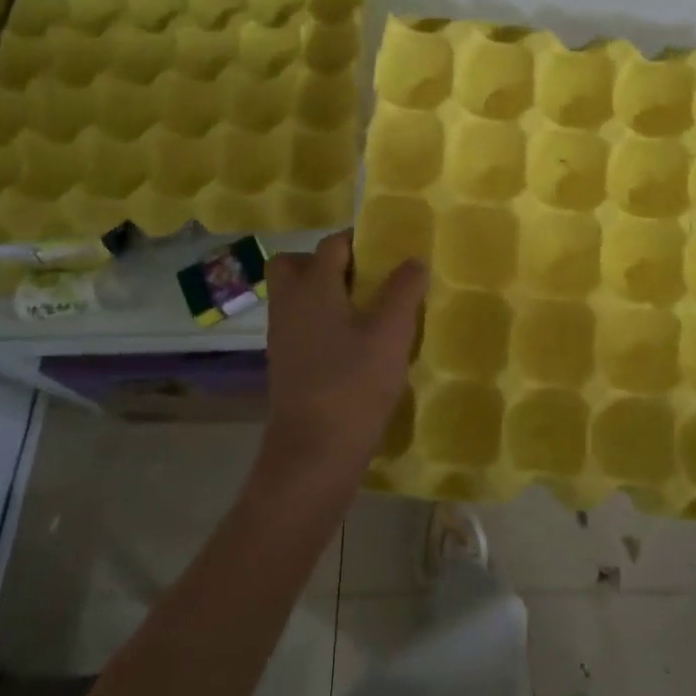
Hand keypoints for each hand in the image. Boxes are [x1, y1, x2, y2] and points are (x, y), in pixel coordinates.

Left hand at [254, 231, 426, 501]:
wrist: (313, 454)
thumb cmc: (353, 384)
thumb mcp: (391, 334)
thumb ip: (403, 291)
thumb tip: (413, 259)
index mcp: (313, 288)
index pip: (331, 245)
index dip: (359, 241)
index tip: (388, 251)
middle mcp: (290, 305)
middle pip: (295, 265)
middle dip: (327, 263)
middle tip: (364, 279)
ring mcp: (283, 337)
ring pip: (297, 298)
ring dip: (327, 295)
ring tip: (368, 312)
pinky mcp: (285, 365)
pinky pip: (301, 326)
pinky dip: (323, 324)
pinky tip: (356, 345)